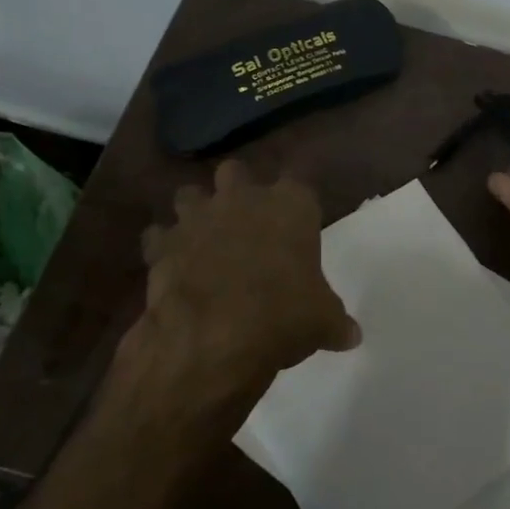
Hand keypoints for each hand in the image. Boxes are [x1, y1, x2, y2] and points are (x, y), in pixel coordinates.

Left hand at [132, 158, 358, 420]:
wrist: (214, 337)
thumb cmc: (283, 316)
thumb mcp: (322, 322)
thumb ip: (335, 320)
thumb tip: (351, 335)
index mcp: (290, 205)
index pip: (300, 179)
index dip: (297, 196)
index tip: (300, 214)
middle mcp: (242, 198)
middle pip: (236, 171)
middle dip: (238, 189)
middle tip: (245, 219)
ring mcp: (197, 217)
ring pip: (190, 193)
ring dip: (195, 210)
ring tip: (202, 236)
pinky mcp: (163, 244)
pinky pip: (158, 235)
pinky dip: (163, 246)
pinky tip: (171, 263)